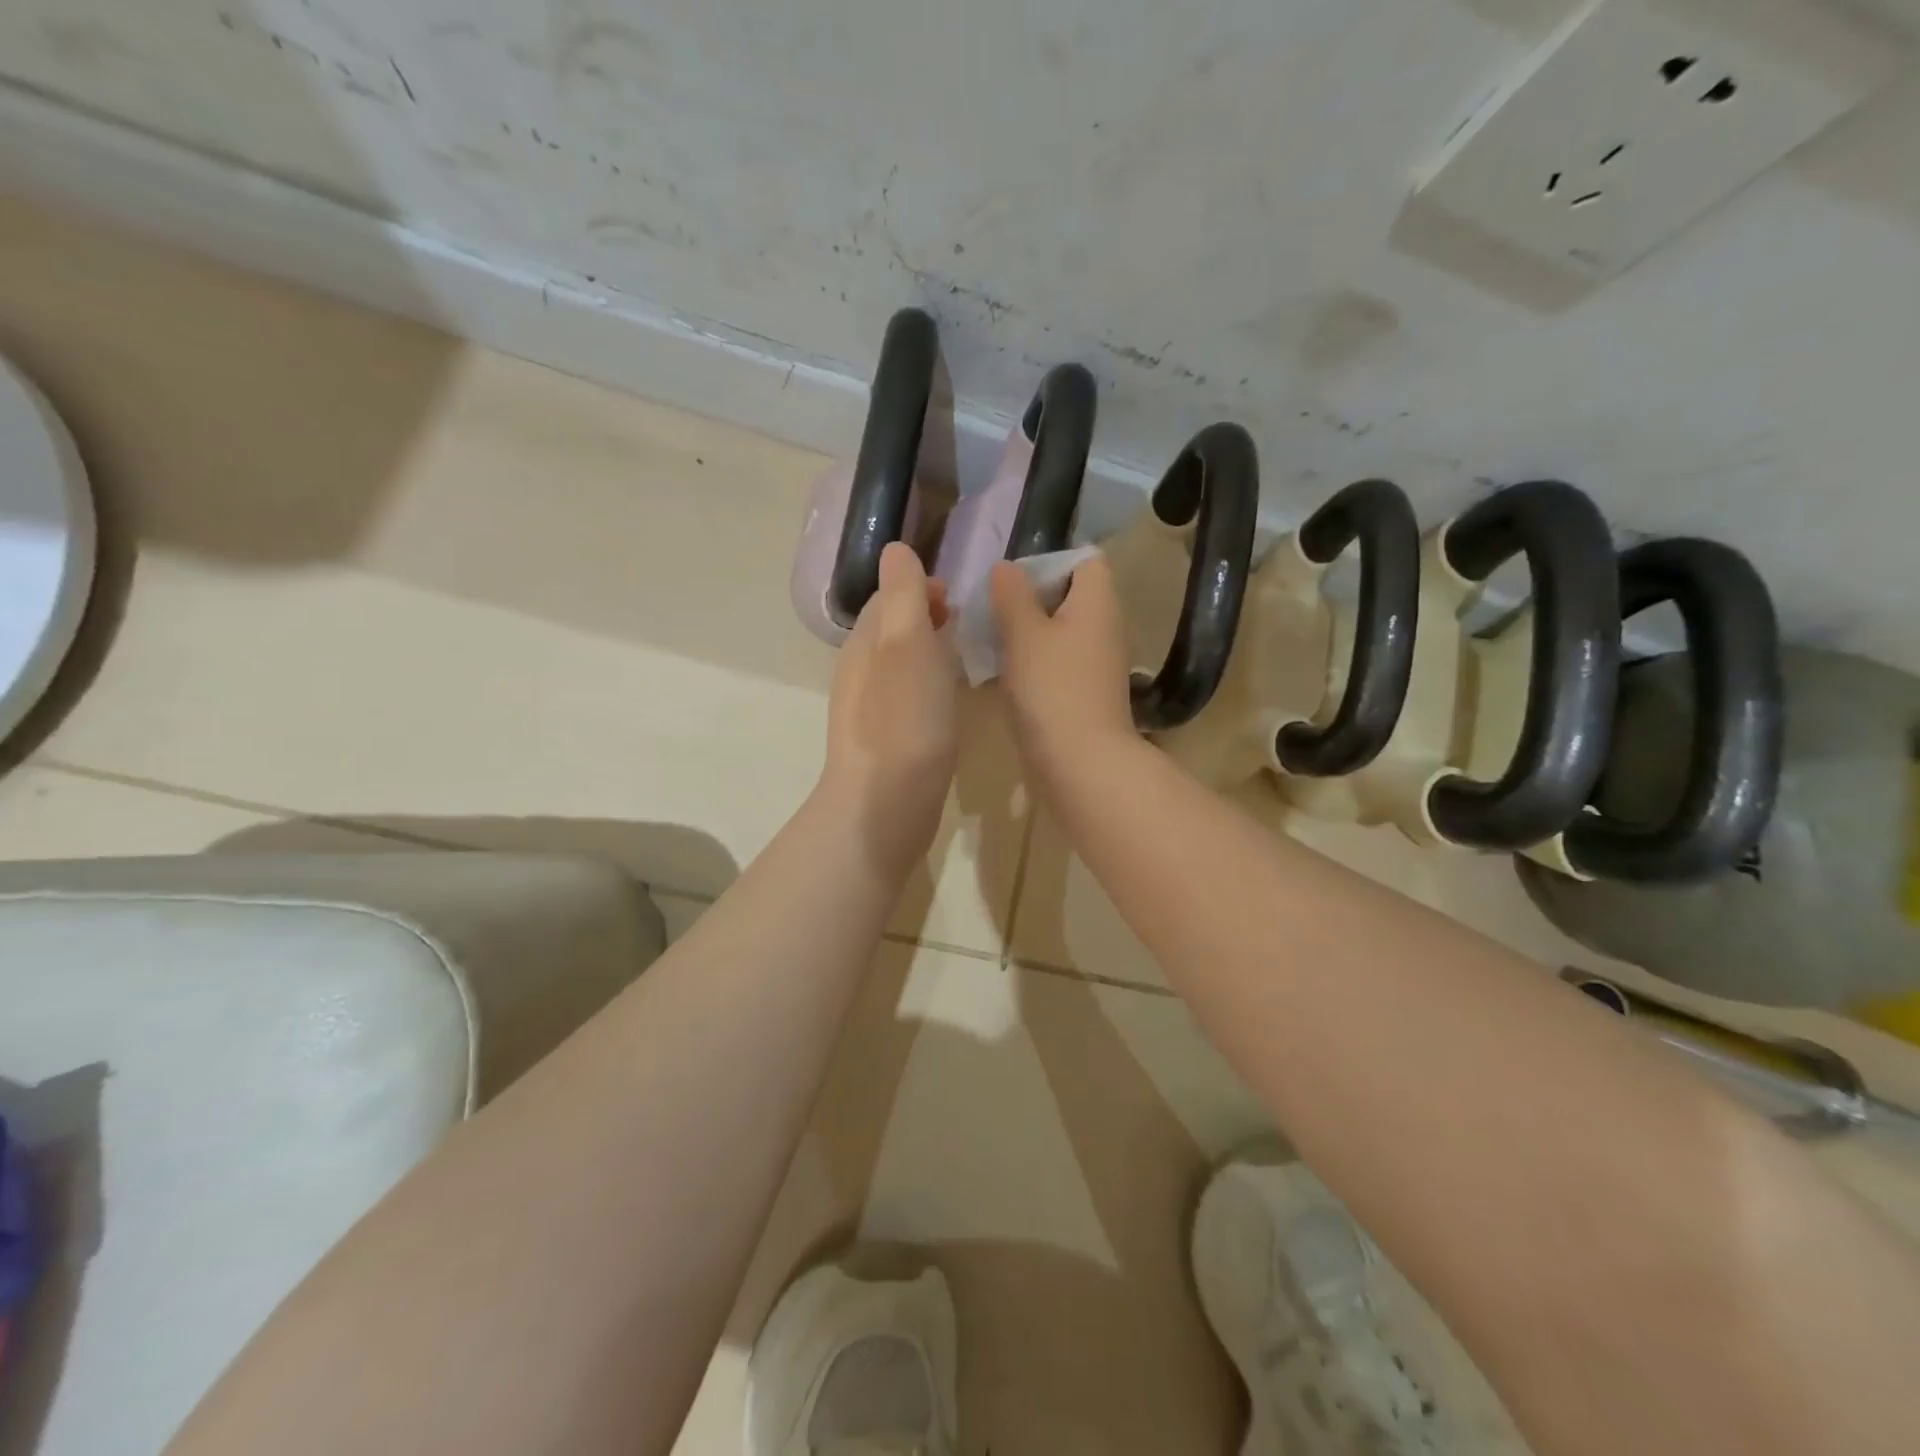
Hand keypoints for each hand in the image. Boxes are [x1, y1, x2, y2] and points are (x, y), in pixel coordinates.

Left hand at [818, 543, 958, 872]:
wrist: (885, 805)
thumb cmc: (903, 720)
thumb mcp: (906, 645)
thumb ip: (902, 596)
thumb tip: (895, 550)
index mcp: (864, 644)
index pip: (887, 598)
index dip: (919, 588)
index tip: (956, 596)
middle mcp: (861, 672)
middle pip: (892, 630)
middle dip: (925, 616)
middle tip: (964, 622)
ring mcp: (870, 711)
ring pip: (900, 665)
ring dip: (928, 651)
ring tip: (962, 656)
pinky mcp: (887, 742)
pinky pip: (907, 698)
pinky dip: (928, 686)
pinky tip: (948, 702)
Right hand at [989, 555, 1135, 804]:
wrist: (1081, 763)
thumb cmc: (1052, 689)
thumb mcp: (1024, 634)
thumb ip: (1012, 595)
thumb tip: (1006, 568)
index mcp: (1098, 601)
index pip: (1084, 560)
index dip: (1048, 561)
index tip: (1011, 581)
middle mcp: (1105, 626)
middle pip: (1069, 595)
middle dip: (1029, 599)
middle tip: (991, 610)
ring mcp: (1097, 662)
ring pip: (1060, 631)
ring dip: (1027, 633)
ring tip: (989, 640)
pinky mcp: (1085, 692)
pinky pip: (1058, 662)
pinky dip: (1034, 662)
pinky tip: (1003, 674)